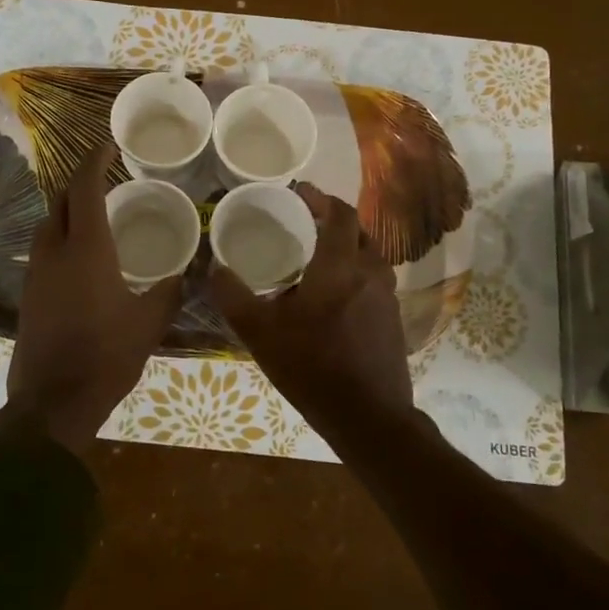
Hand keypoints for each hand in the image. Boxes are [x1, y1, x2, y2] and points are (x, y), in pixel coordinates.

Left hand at [0, 143, 183, 450]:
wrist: (53, 402)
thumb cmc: (106, 356)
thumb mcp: (148, 323)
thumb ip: (168, 292)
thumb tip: (184, 274)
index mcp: (86, 249)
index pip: (85, 189)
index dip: (93, 162)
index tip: (106, 146)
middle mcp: (54, 252)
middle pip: (60, 202)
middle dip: (79, 183)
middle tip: (104, 178)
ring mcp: (36, 274)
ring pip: (48, 226)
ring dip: (67, 211)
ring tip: (94, 214)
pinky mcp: (28, 296)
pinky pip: (44, 252)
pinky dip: (61, 238)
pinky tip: (81, 256)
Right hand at [208, 183, 411, 426]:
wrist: (369, 416)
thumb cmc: (312, 367)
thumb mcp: (260, 333)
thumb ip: (234, 297)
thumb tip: (215, 268)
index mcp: (340, 267)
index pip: (340, 215)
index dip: (321, 198)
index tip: (300, 192)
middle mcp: (370, 273)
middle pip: (358, 231)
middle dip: (333, 221)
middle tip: (305, 222)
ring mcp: (387, 297)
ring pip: (369, 257)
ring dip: (346, 248)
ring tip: (316, 257)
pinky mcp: (393, 320)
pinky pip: (373, 281)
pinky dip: (354, 274)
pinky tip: (333, 296)